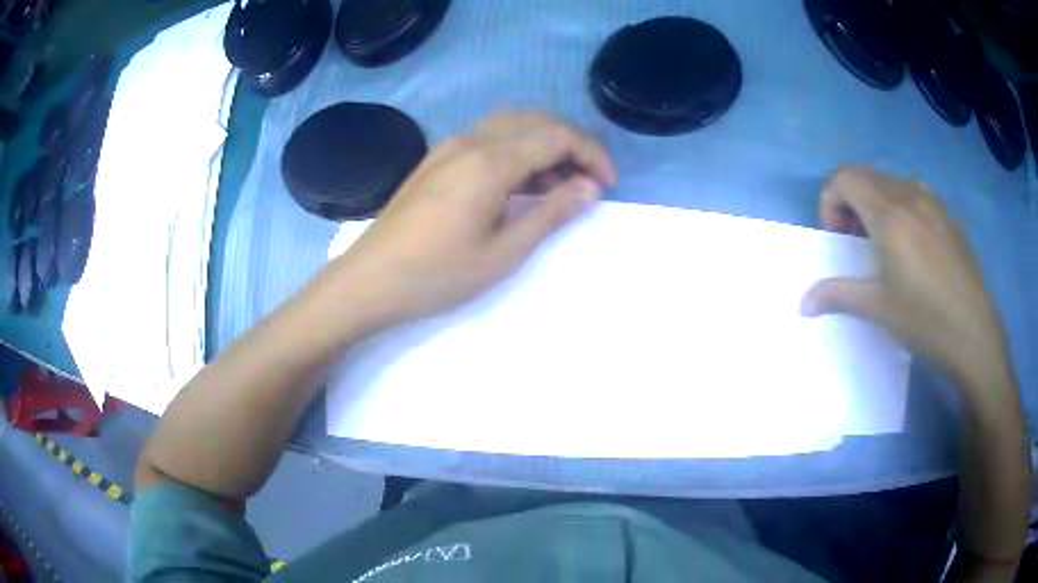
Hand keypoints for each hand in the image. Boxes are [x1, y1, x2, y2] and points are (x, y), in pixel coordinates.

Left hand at [326, 111, 617, 332]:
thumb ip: (550, 213)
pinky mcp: (438, 158)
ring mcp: (450, 146)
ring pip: (512, 124)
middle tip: (589, 182)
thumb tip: (589, 187)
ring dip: (544, 144)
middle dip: (573, 144)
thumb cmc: (436, 275)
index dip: (592, 154)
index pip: (557, 135)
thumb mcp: (503, 253)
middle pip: (537, 121)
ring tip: (560, 184)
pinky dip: (517, 149)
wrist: (369, 281)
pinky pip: (489, 137)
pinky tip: (521, 182)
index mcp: (490, 161)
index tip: (608, 185)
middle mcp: (471, 140)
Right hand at [800, 167, 1008, 388]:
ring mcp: (932, 201)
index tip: (837, 238)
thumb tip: (803, 303)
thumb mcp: (877, 309)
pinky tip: (911, 247)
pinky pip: (912, 195)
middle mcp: (909, 195)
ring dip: (874, 204)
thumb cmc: (925, 319)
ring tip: (883, 244)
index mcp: (889, 213)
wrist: (974, 331)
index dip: (830, 201)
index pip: (844, 178)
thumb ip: (837, 295)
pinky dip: (898, 208)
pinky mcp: (947, 214)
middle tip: (854, 243)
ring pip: (889, 183)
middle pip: (865, 176)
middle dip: (849, 203)